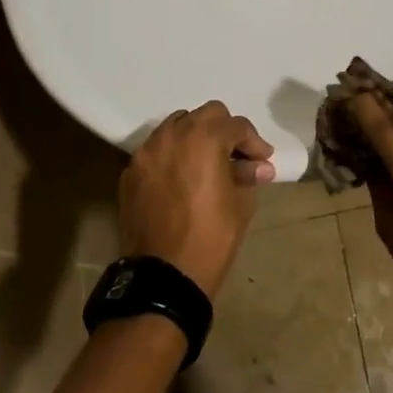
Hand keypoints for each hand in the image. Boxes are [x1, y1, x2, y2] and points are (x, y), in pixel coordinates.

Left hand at [120, 102, 273, 296]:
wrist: (163, 277)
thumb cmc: (211, 238)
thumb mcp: (241, 205)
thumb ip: (248, 176)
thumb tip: (258, 167)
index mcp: (203, 138)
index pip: (235, 125)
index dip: (253, 142)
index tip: (263, 161)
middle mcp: (171, 135)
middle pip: (205, 115)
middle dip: (224, 131)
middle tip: (236, 156)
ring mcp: (146, 153)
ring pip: (176, 127)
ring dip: (195, 139)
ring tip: (207, 165)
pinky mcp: (130, 173)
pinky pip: (156, 152)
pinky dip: (172, 157)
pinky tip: (182, 181)